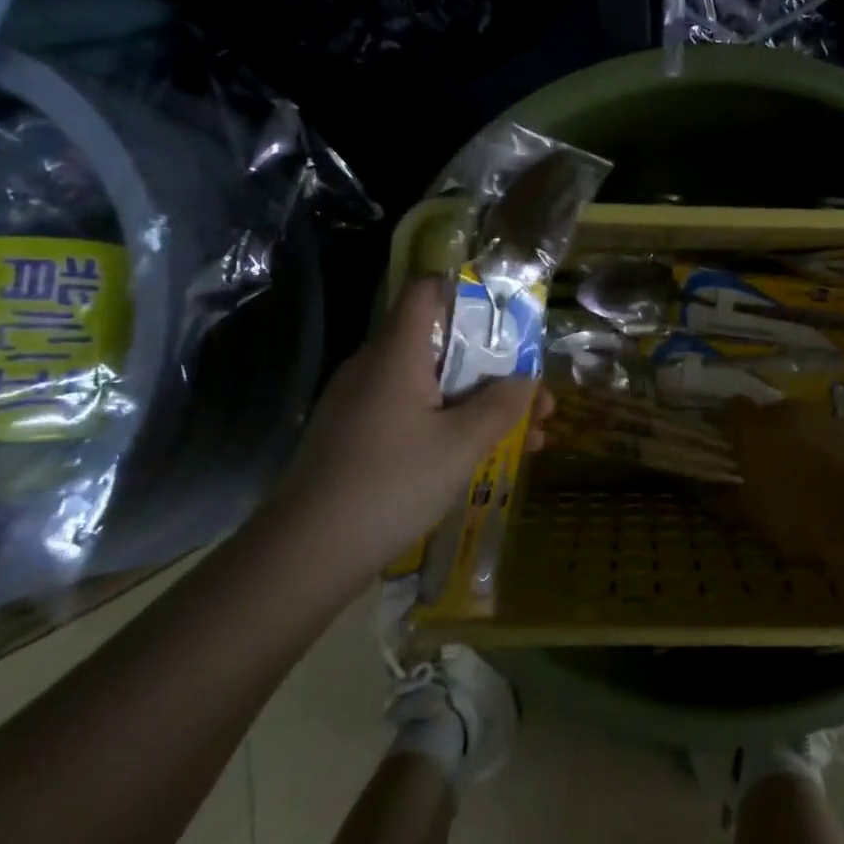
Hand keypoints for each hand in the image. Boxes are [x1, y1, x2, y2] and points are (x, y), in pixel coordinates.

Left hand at [269, 278, 552, 573]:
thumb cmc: (392, 483)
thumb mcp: (461, 445)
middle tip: (536, 397)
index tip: (510, 317)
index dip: (467, 292)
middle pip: (440, 344)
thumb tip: (528, 380)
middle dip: (494, 367)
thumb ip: (502, 406)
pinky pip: (411, 413)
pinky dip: (449, 424)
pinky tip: (484, 457)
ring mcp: (360, 403)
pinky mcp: (355, 436)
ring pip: (430, 385)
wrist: (307, 552)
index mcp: (396, 352)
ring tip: (530, 435)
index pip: (427, 291)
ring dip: (479, 402)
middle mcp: (374, 366)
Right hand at [724, 400, 843, 563]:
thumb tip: (711, 496)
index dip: (734, 422)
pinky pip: (843, 440)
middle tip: (775, 463)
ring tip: (813, 475)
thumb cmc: (794, 517)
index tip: (735, 440)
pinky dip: (840, 453)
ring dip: (808, 441)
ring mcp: (830, 420)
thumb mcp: (752, 516)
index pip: (735, 408)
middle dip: (773, 432)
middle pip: (776, 413)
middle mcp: (790, 413)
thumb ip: (729, 499)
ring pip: (811, 425)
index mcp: (756, 429)